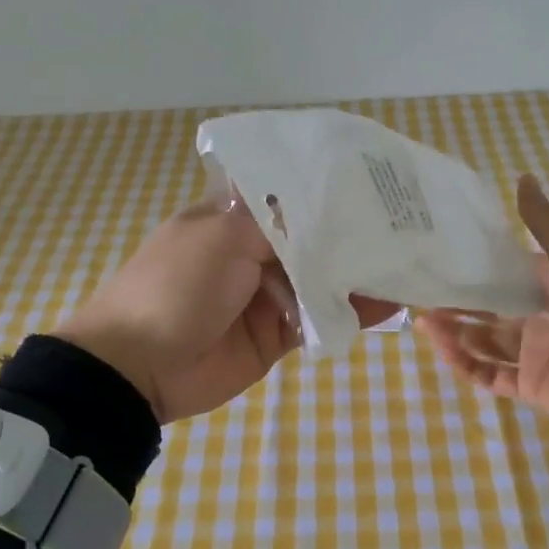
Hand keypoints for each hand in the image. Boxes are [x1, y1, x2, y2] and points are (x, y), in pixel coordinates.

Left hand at [55, 198, 396, 422]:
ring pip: (323, 278)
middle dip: (354, 232)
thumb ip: (280, 225)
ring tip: (410, 262)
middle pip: (313, 237)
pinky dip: (352, 313)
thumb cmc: (175, 286)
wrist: (138, 367)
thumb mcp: (222, 235)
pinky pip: (321, 318)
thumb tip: (327, 212)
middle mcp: (253, 250)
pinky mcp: (278, 334)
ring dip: (360, 273)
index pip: (290, 194)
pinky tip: (391, 303)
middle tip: (409, 222)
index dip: (329, 189)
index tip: (376, 180)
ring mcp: (267, 293)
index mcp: (232, 216)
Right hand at [417, 175, 548, 431]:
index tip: (436, 258)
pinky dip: (466, 364)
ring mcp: (534, 353)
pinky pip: (490, 375)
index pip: (502, 273)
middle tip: (419, 294)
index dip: (471, 266)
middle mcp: (539, 316)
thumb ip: (543, 221)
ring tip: (424, 322)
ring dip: (454, 332)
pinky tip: (444, 350)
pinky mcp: (531, 386)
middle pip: (487, 309)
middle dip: (455, 303)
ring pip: (482, 341)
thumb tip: (523, 176)